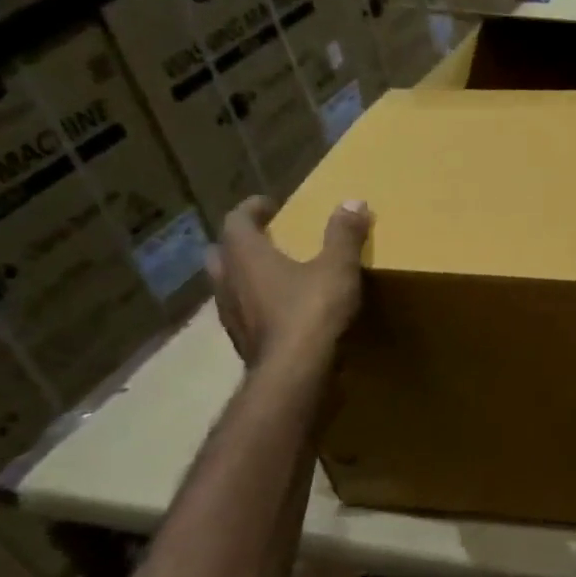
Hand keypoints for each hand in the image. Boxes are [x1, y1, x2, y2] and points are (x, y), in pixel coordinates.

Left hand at [205, 196, 371, 367]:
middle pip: (222, 253)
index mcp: (245, 256)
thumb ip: (344, 235)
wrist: (294, 374)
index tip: (269, 204)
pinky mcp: (243, 342)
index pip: (236, 221)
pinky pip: (244, 313)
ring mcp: (231, 315)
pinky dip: (257, 304)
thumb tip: (353, 202)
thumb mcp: (338, 267)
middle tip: (268, 238)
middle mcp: (228, 282)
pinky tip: (283, 310)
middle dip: (241, 242)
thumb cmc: (312, 311)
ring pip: (228, 286)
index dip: (251, 209)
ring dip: (246, 275)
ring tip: (276, 274)